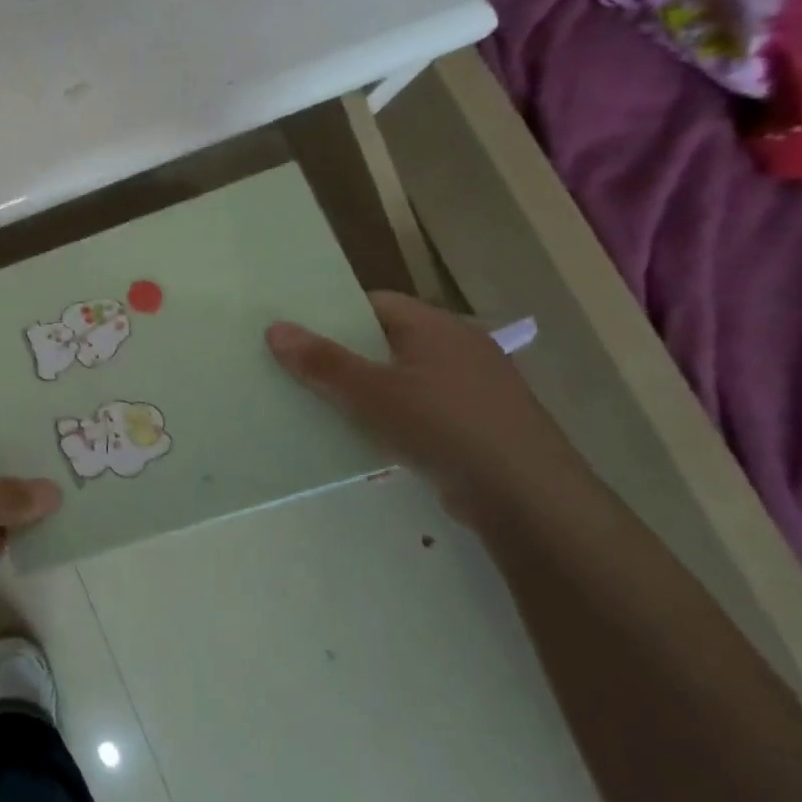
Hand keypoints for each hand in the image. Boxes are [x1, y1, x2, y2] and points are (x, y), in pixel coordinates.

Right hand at [266, 291, 598, 531]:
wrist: (527, 498)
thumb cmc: (445, 427)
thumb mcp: (372, 393)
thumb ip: (322, 361)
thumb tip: (274, 328)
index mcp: (437, 327)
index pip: (375, 303)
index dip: (332, 314)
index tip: (294, 332)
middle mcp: (459, 348)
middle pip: (386, 341)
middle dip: (343, 355)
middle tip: (295, 369)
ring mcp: (472, 389)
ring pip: (401, 379)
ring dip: (365, 391)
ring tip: (319, 405)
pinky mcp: (478, 426)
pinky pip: (419, 411)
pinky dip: (391, 419)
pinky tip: (364, 439)